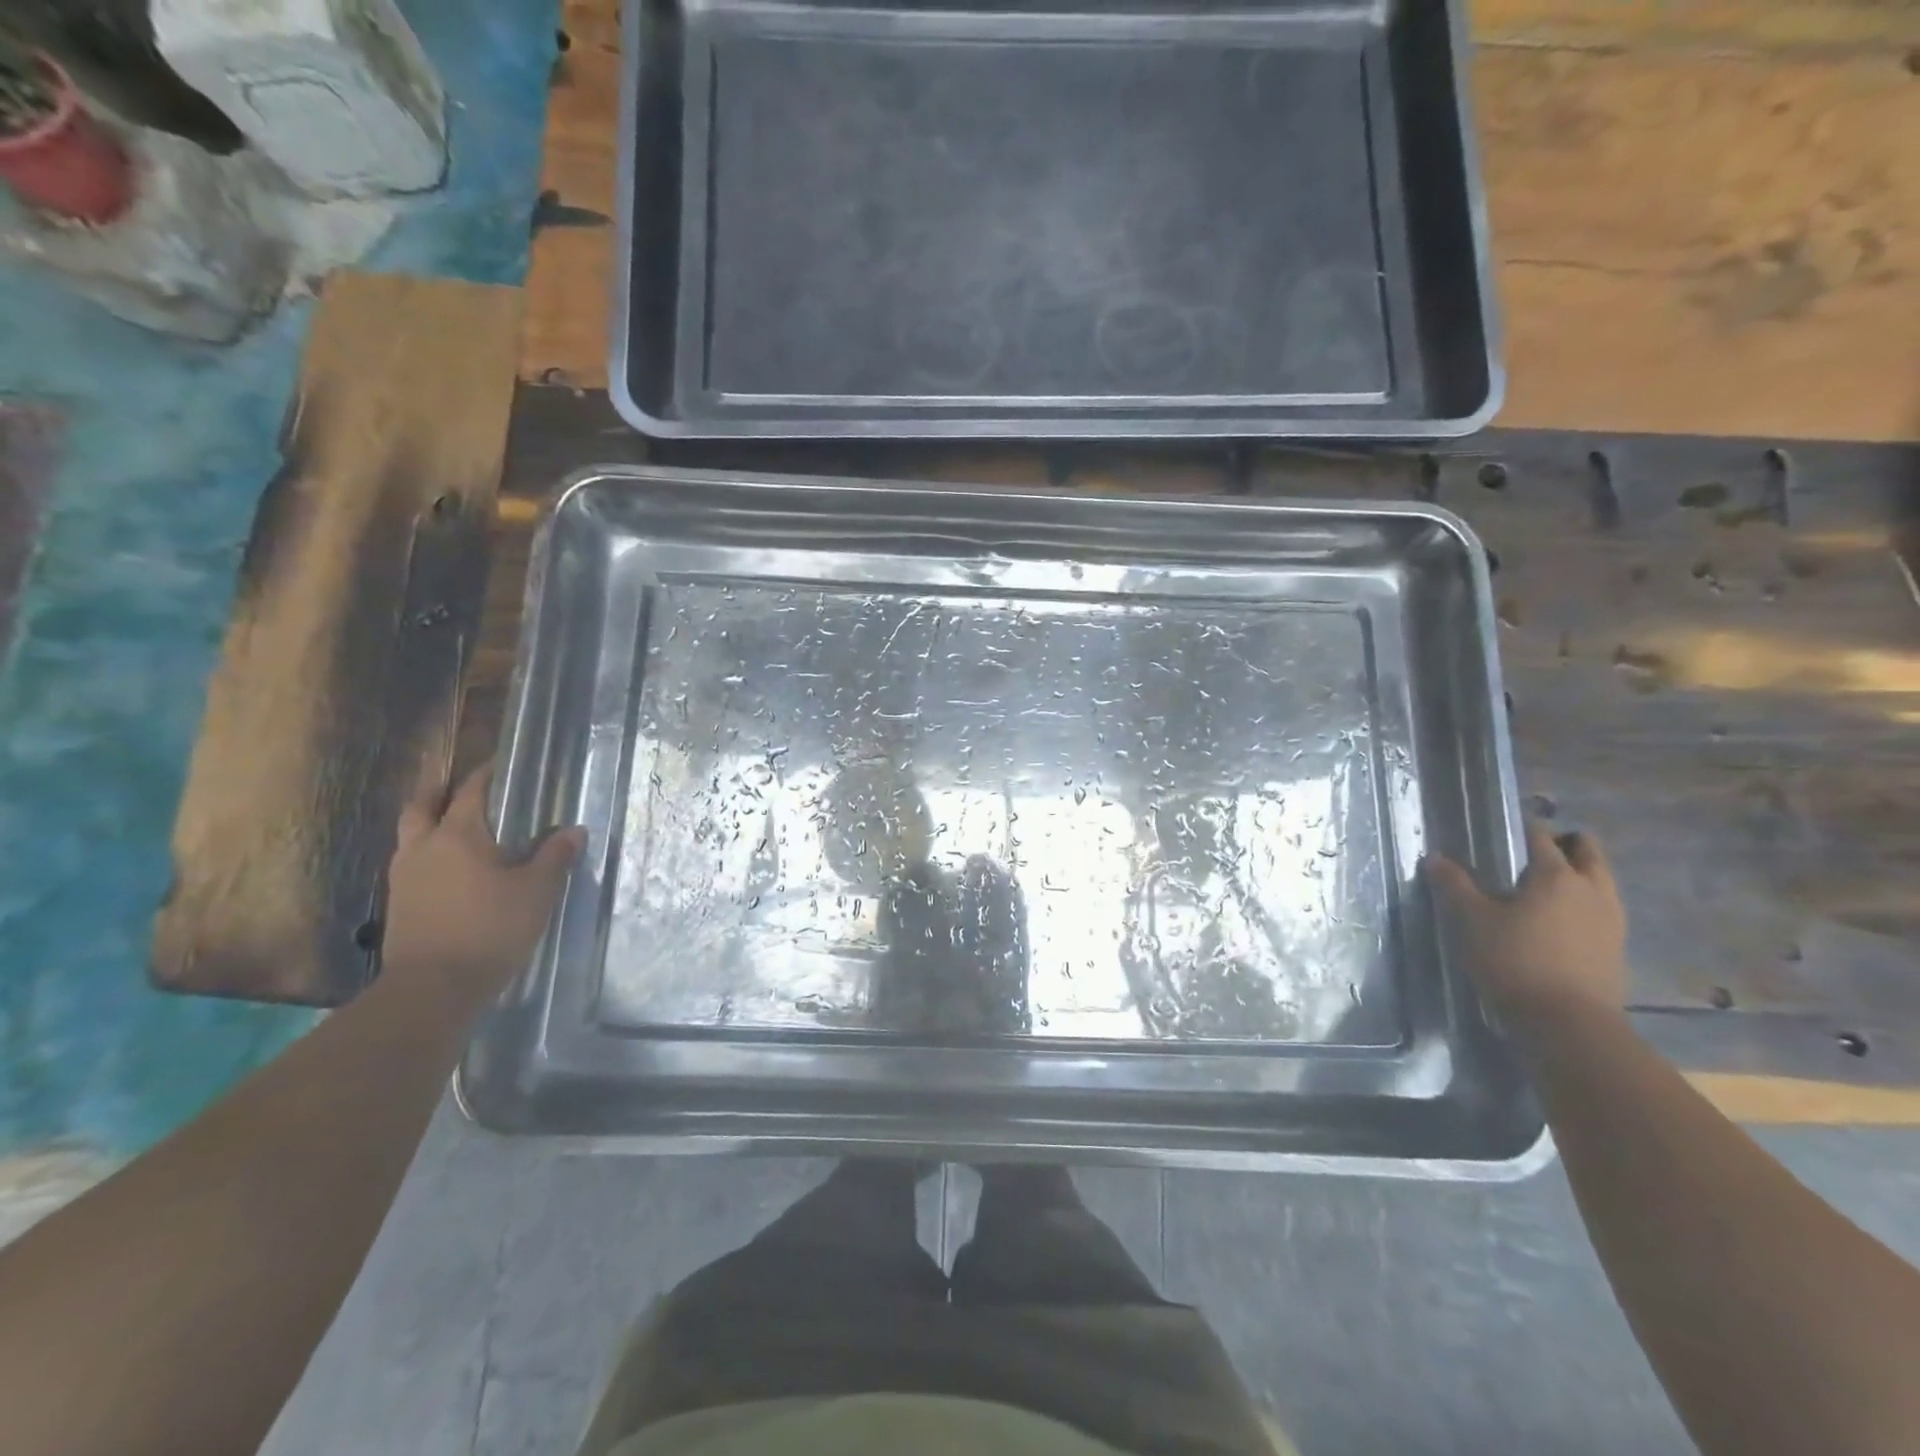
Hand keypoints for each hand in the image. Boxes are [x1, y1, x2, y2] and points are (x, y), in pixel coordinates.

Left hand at [380, 768, 584, 1001]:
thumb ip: (555, 857)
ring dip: (430, 824)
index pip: (470, 790)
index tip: (503, 764)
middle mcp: (423, 847)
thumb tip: (574, 830)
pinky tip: (453, 870)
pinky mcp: (399, 905)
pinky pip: (412, 864)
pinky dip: (429, 855)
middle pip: (421, 806)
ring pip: (412, 836)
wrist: (433, 988)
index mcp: (457, 835)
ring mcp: (404, 877)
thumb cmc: (490, 929)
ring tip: (461, 830)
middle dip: (440, 792)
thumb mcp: (537, 891)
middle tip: (464, 789)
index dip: (486, 774)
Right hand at [1426, 820, 1627, 1023]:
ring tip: (1544, 886)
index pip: (1541, 836)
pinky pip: (1603, 909)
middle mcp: (1591, 890)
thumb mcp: (1472, 921)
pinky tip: (1559, 919)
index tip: (1505, 827)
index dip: (1524, 827)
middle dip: (1565, 844)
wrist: (1568, 1023)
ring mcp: (1611, 920)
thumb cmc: (1515, 961)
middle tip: (1534, 851)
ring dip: (1580, 874)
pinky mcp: (1616, 948)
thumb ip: (1455, 886)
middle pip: (1588, 851)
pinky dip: (1584, 903)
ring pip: (1601, 880)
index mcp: (1556, 876)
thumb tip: (1435, 858)